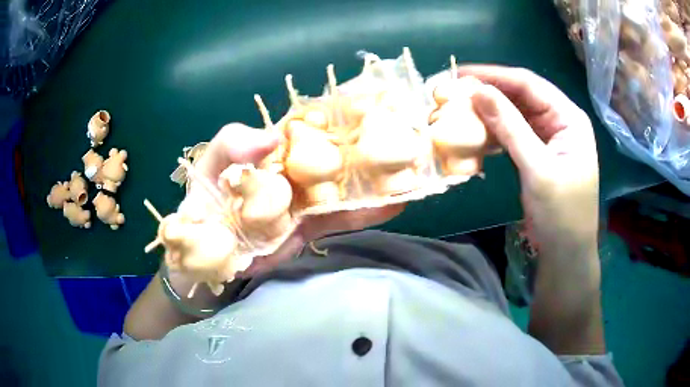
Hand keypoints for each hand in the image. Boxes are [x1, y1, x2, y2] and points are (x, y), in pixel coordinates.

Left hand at [179, 123, 403, 277]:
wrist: (204, 256)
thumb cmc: (202, 204)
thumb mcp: (209, 167)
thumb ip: (231, 145)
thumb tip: (273, 137)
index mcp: (274, 145)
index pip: (314, 120)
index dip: (343, 109)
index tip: (377, 100)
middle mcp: (296, 167)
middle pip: (339, 150)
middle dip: (373, 141)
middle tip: (410, 132)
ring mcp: (307, 197)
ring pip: (348, 183)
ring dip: (379, 176)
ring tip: (413, 168)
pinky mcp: (311, 226)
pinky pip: (343, 216)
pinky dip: (369, 211)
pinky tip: (396, 203)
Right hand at [435, 65, 602, 353]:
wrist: (566, 253)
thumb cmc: (561, 213)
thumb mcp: (538, 168)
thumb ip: (510, 127)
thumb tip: (477, 90)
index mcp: (568, 117)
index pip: (528, 84)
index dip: (494, 75)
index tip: (459, 73)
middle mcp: (559, 121)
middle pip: (520, 96)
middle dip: (489, 93)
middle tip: (453, 92)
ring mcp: (548, 137)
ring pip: (514, 114)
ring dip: (488, 113)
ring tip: (458, 110)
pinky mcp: (537, 153)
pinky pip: (513, 134)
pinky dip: (494, 133)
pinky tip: (475, 134)